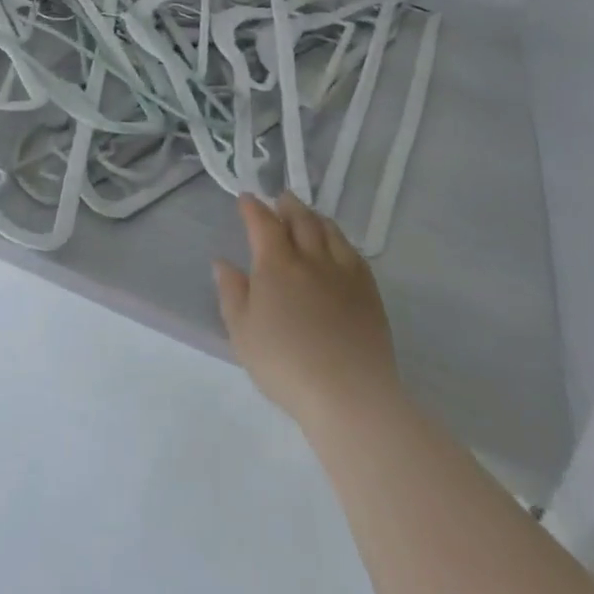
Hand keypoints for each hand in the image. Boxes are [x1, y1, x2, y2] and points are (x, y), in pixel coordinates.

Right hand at [214, 193, 401, 434]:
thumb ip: (232, 293)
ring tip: (308, 216)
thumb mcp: (242, 332)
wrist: (350, 395)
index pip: (262, 223)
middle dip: (287, 206)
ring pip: (329, 232)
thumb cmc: (285, 364)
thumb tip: (223, 263)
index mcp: (275, 264)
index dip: (253, 208)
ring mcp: (344, 274)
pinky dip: (341, 241)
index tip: (246, 199)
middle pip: (300, 220)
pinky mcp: (369, 293)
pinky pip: (354, 253)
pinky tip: (339, 247)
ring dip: (315, 217)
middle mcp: (310, 259)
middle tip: (281, 199)